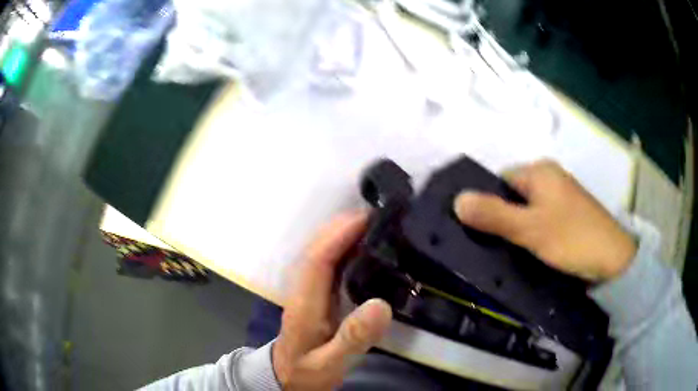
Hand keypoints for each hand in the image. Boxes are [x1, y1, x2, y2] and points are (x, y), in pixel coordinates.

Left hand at [273, 211, 392, 389]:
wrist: (287, 379)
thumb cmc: (306, 373)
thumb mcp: (330, 364)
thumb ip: (353, 339)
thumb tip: (380, 306)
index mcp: (304, 305)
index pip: (317, 259)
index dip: (339, 235)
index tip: (366, 218)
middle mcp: (303, 291)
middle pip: (317, 249)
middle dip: (343, 227)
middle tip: (377, 215)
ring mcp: (307, 292)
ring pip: (321, 253)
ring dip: (344, 234)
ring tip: (375, 225)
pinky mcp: (315, 297)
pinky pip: (329, 265)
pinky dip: (345, 249)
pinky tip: (364, 249)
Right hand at [453, 160, 636, 281]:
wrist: (613, 260)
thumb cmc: (572, 238)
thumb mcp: (530, 228)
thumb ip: (494, 215)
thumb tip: (456, 200)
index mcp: (540, 171)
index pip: (499, 180)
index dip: (485, 203)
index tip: (476, 231)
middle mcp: (550, 178)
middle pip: (512, 195)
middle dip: (500, 218)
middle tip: (491, 247)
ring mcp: (560, 198)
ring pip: (526, 210)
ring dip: (515, 229)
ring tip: (506, 253)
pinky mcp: (567, 216)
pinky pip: (539, 220)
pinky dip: (530, 234)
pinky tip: (527, 252)